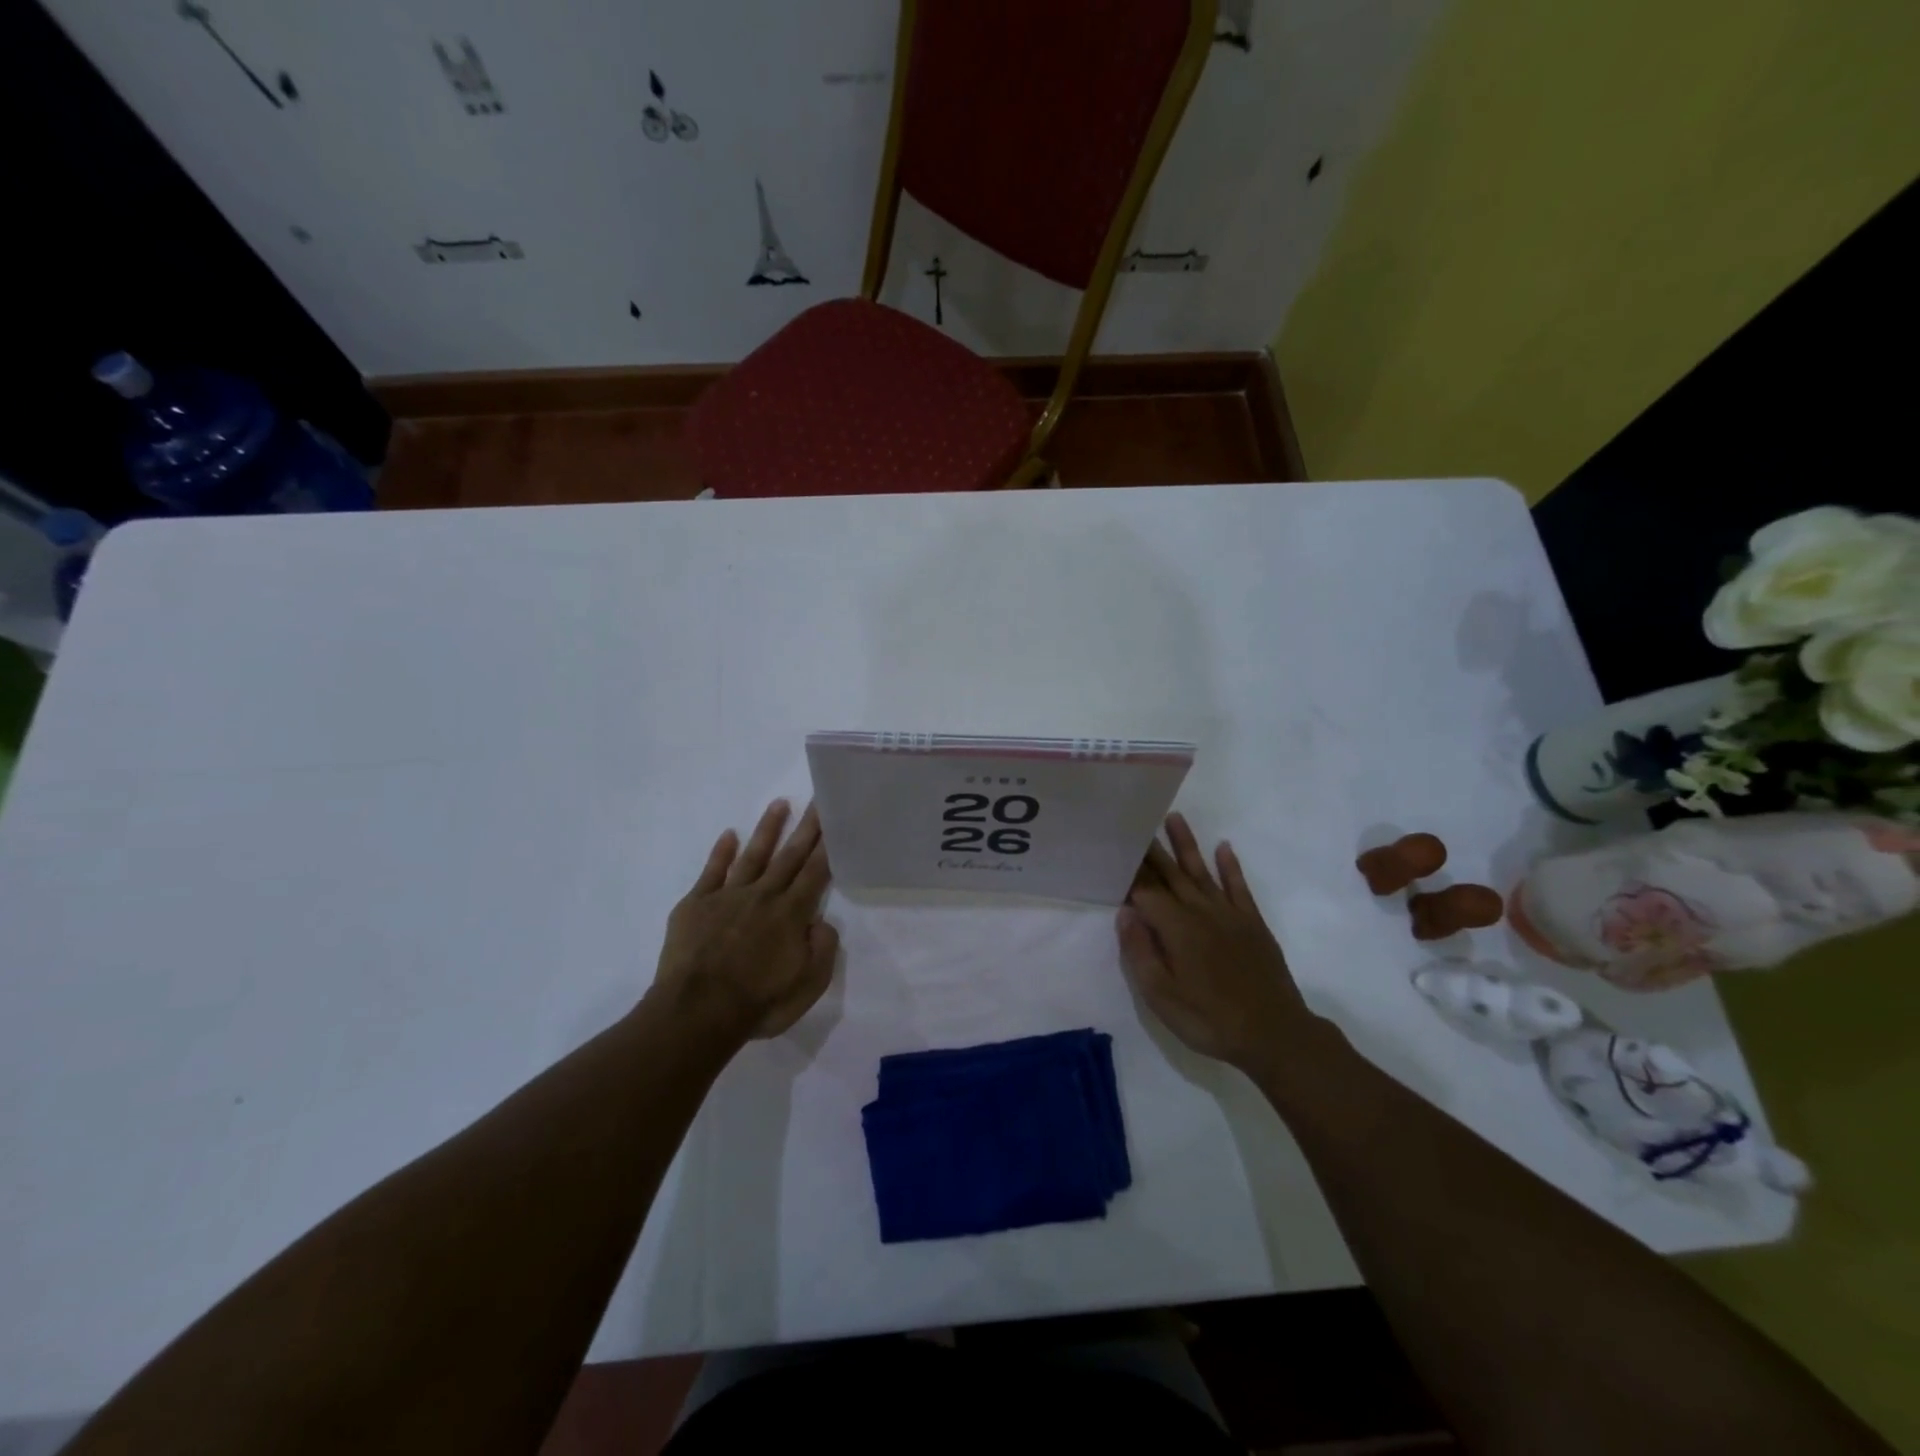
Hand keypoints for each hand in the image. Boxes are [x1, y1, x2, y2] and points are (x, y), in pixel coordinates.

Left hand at [648, 800, 837, 1042]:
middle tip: (817, 798)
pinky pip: (712, 871)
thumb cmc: (757, 1004)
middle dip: (806, 827)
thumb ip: (822, 950)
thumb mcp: (807, 987)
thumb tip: (822, 922)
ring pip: (753, 855)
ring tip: (780, 803)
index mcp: (791, 914)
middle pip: (789, 855)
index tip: (835, 819)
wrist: (696, 1013)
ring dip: (768, 829)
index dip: (827, 846)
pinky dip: (721, 852)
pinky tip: (729, 835)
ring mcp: (727, 896)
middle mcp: (763, 896)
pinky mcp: (696, 905)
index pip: (815, 872)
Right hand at [1117, 813, 1321, 1074]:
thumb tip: (1125, 912)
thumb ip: (1140, 952)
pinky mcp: (1253, 924)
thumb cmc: (1210, 1019)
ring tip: (1174, 817)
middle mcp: (1200, 911)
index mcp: (1175, 928)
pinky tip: (1223, 848)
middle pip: (1170, 874)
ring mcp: (1229, 915)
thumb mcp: (1161, 997)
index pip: (1145, 891)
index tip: (1114, 849)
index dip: (1128, 872)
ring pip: (1202, 871)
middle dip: (1151, 850)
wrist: (1274, 1035)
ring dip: (1187, 844)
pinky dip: (1230, 866)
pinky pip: (1239, 887)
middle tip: (1135, 823)